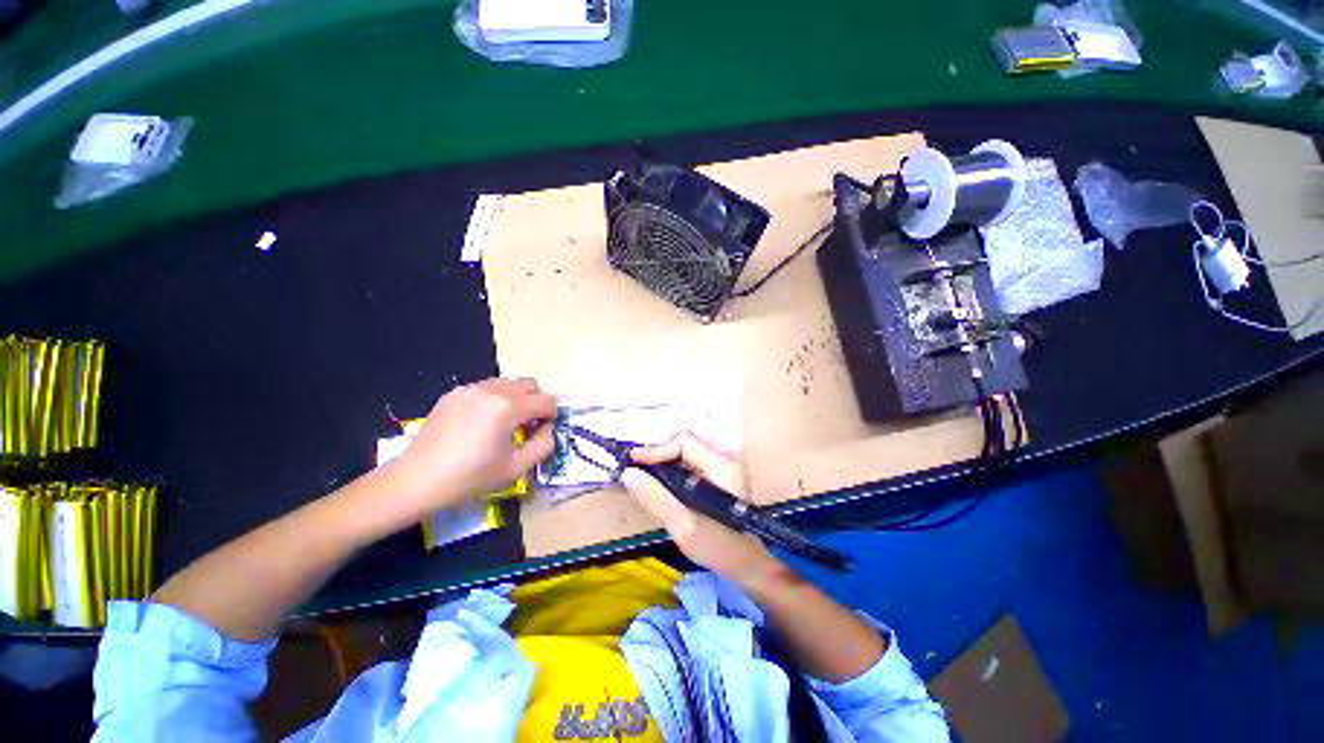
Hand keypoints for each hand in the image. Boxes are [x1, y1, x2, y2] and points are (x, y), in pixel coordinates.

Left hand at [383, 378, 556, 522]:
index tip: (545, 431)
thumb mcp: (516, 468)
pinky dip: (495, 399)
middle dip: (536, 401)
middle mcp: (492, 390)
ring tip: (506, 423)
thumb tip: (549, 430)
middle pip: (529, 384)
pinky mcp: (454, 394)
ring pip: (508, 383)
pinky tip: (482, 422)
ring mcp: (470, 389)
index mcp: (509, 407)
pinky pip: (486, 388)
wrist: (416, 480)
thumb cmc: (469, 477)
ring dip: (516, 398)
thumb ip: (543, 445)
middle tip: (529, 424)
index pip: (546, 400)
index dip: (552, 415)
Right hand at [621, 432, 788, 591]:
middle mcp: (724, 459)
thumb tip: (629, 473)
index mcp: (722, 466)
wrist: (748, 566)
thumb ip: (657, 498)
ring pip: (685, 455)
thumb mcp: (685, 527)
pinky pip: (689, 466)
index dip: (657, 449)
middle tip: (633, 472)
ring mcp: (722, 467)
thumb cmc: (721, 548)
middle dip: (657, 456)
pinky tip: (658, 486)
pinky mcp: (718, 477)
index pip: (684, 442)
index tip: (632, 461)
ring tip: (641, 478)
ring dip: (662, 464)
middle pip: (684, 445)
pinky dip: (671, 473)